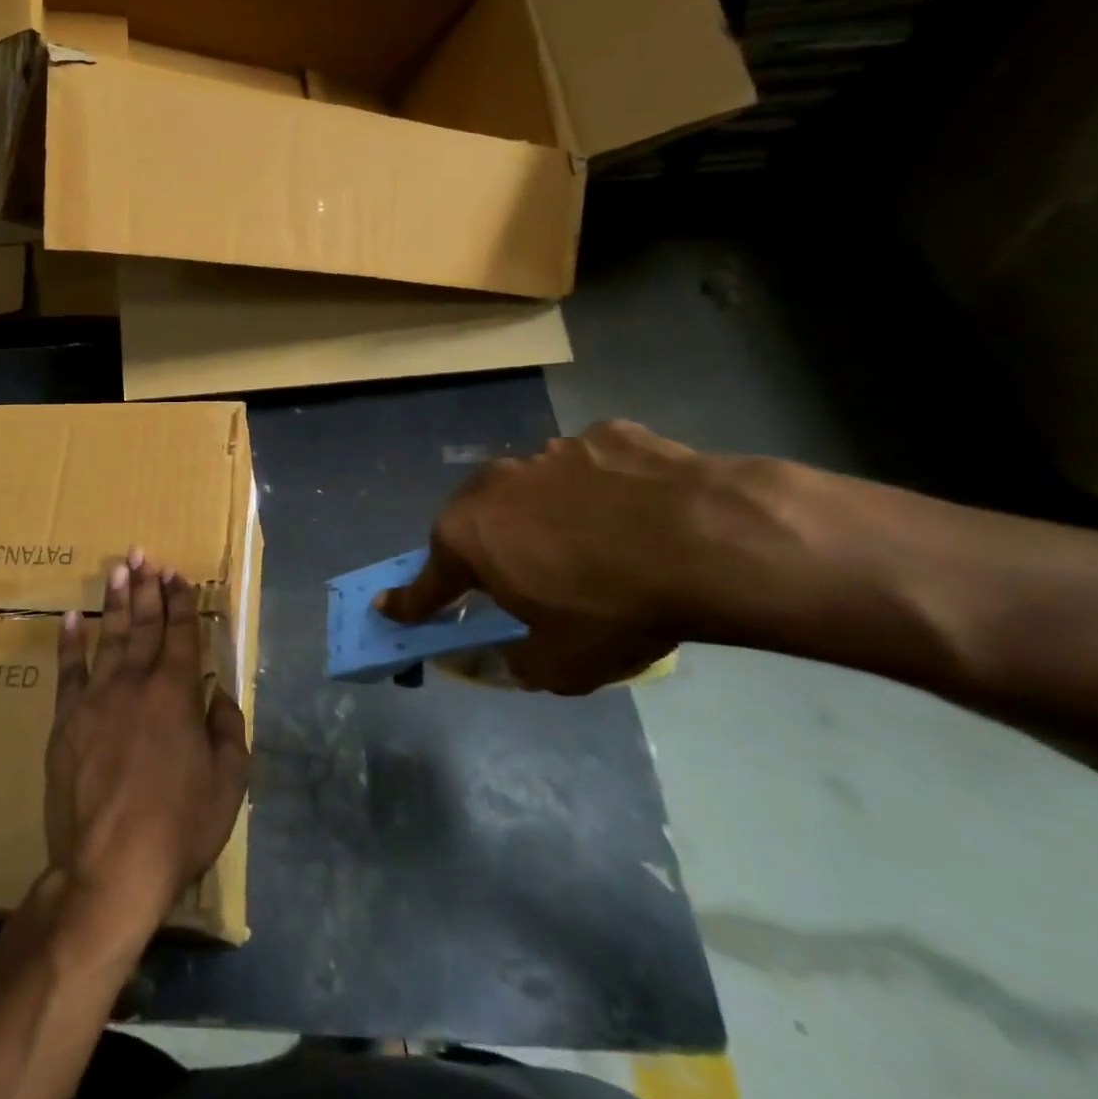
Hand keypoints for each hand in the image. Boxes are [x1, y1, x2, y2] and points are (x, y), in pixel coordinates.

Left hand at [47, 550, 249, 943]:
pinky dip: (71, 641)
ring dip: (115, 601)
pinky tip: (73, 617)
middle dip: (148, 589)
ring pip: (109, 637)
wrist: (109, 866)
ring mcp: (97, 698)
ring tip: (118, 569)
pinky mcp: (66, 720)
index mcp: (178, 695)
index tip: (179, 575)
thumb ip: (228, 730)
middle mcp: (137, 684)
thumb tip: (220, 694)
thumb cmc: (178, 826)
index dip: (182, 603)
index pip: (182, 636)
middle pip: (144, 626)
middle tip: (146, 557)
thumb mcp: (228, 783)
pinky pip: (68, 670)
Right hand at [378, 421, 703, 693]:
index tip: (386, 608)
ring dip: (543, 517)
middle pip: (474, 523)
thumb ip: (517, 662)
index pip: (426, 581)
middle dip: (484, 551)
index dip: (409, 602)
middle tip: (516, 580)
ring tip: (591, 545)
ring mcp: (548, 452)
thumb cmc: (615, 608)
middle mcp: (493, 486)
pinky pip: (588, 468)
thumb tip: (505, 657)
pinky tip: (635, 512)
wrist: (711, 541)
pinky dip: (597, 490)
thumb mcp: (562, 664)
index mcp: (468, 537)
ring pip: (530, 490)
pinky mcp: (604, 434)